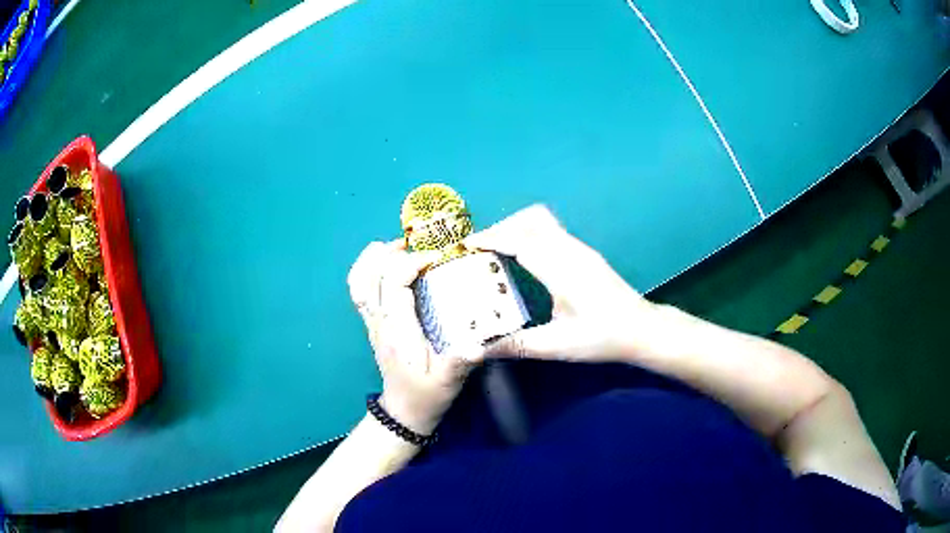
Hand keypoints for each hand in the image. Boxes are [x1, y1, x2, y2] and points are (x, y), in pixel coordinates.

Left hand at [348, 240, 477, 435]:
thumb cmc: (428, 394)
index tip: (437, 257)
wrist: (405, 411)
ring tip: (396, 246)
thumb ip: (460, 362)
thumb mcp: (449, 380)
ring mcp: (372, 322)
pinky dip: (365, 270)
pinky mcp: (372, 324)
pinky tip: (383, 263)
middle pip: (370, 276)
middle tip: (418, 244)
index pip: (394, 283)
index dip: (412, 263)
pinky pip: (358, 291)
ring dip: (373, 259)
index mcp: (397, 330)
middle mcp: (379, 321)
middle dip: (392, 253)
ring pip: (358, 282)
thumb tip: (478, 344)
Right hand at [466, 205, 655, 362]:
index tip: (467, 245)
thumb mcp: (557, 346)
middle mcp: (571, 251)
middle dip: (501, 228)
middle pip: (530, 221)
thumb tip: (478, 349)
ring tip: (496, 250)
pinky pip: (551, 230)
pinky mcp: (586, 253)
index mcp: (562, 270)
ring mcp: (581, 249)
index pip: (521, 241)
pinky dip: (530, 234)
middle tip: (479, 250)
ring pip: (542, 222)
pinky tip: (523, 257)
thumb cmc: (603, 338)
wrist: (642, 329)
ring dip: (516, 228)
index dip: (492, 238)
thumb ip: (516, 345)